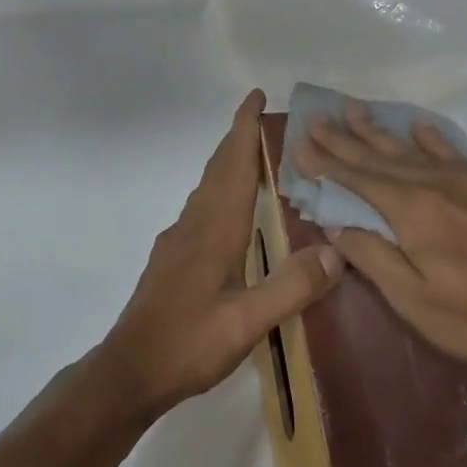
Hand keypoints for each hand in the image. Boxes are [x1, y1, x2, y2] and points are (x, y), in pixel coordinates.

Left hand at [100, 90, 341, 419]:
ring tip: (254, 157)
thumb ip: (291, 287)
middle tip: (262, 117)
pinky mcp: (171, 260)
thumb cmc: (188, 343)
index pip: (233, 165)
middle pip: (218, 169)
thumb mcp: (247, 322)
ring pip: (207, 188)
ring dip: (228, 163)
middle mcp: (194, 225)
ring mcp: (178, 242)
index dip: (244, 128)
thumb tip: (337, 252)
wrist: (129, 371)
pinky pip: (201, 209)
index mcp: (215, 229)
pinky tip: (230, 214)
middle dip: (237, 137)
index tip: (256, 95)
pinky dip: (220, 191)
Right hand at [294, 104, 466, 404]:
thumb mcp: (414, 299)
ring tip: (356, 110)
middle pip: (381, 156)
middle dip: (346, 138)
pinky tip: (421, 127)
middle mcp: (438, 183)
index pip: (358, 178)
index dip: (327, 161)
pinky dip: (432, 138)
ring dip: (382, 131)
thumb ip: (372, 256)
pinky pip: (453, 153)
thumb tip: (335, 224)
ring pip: (415, 149)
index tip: (300, 141)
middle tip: (318, 117)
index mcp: (413, 209)